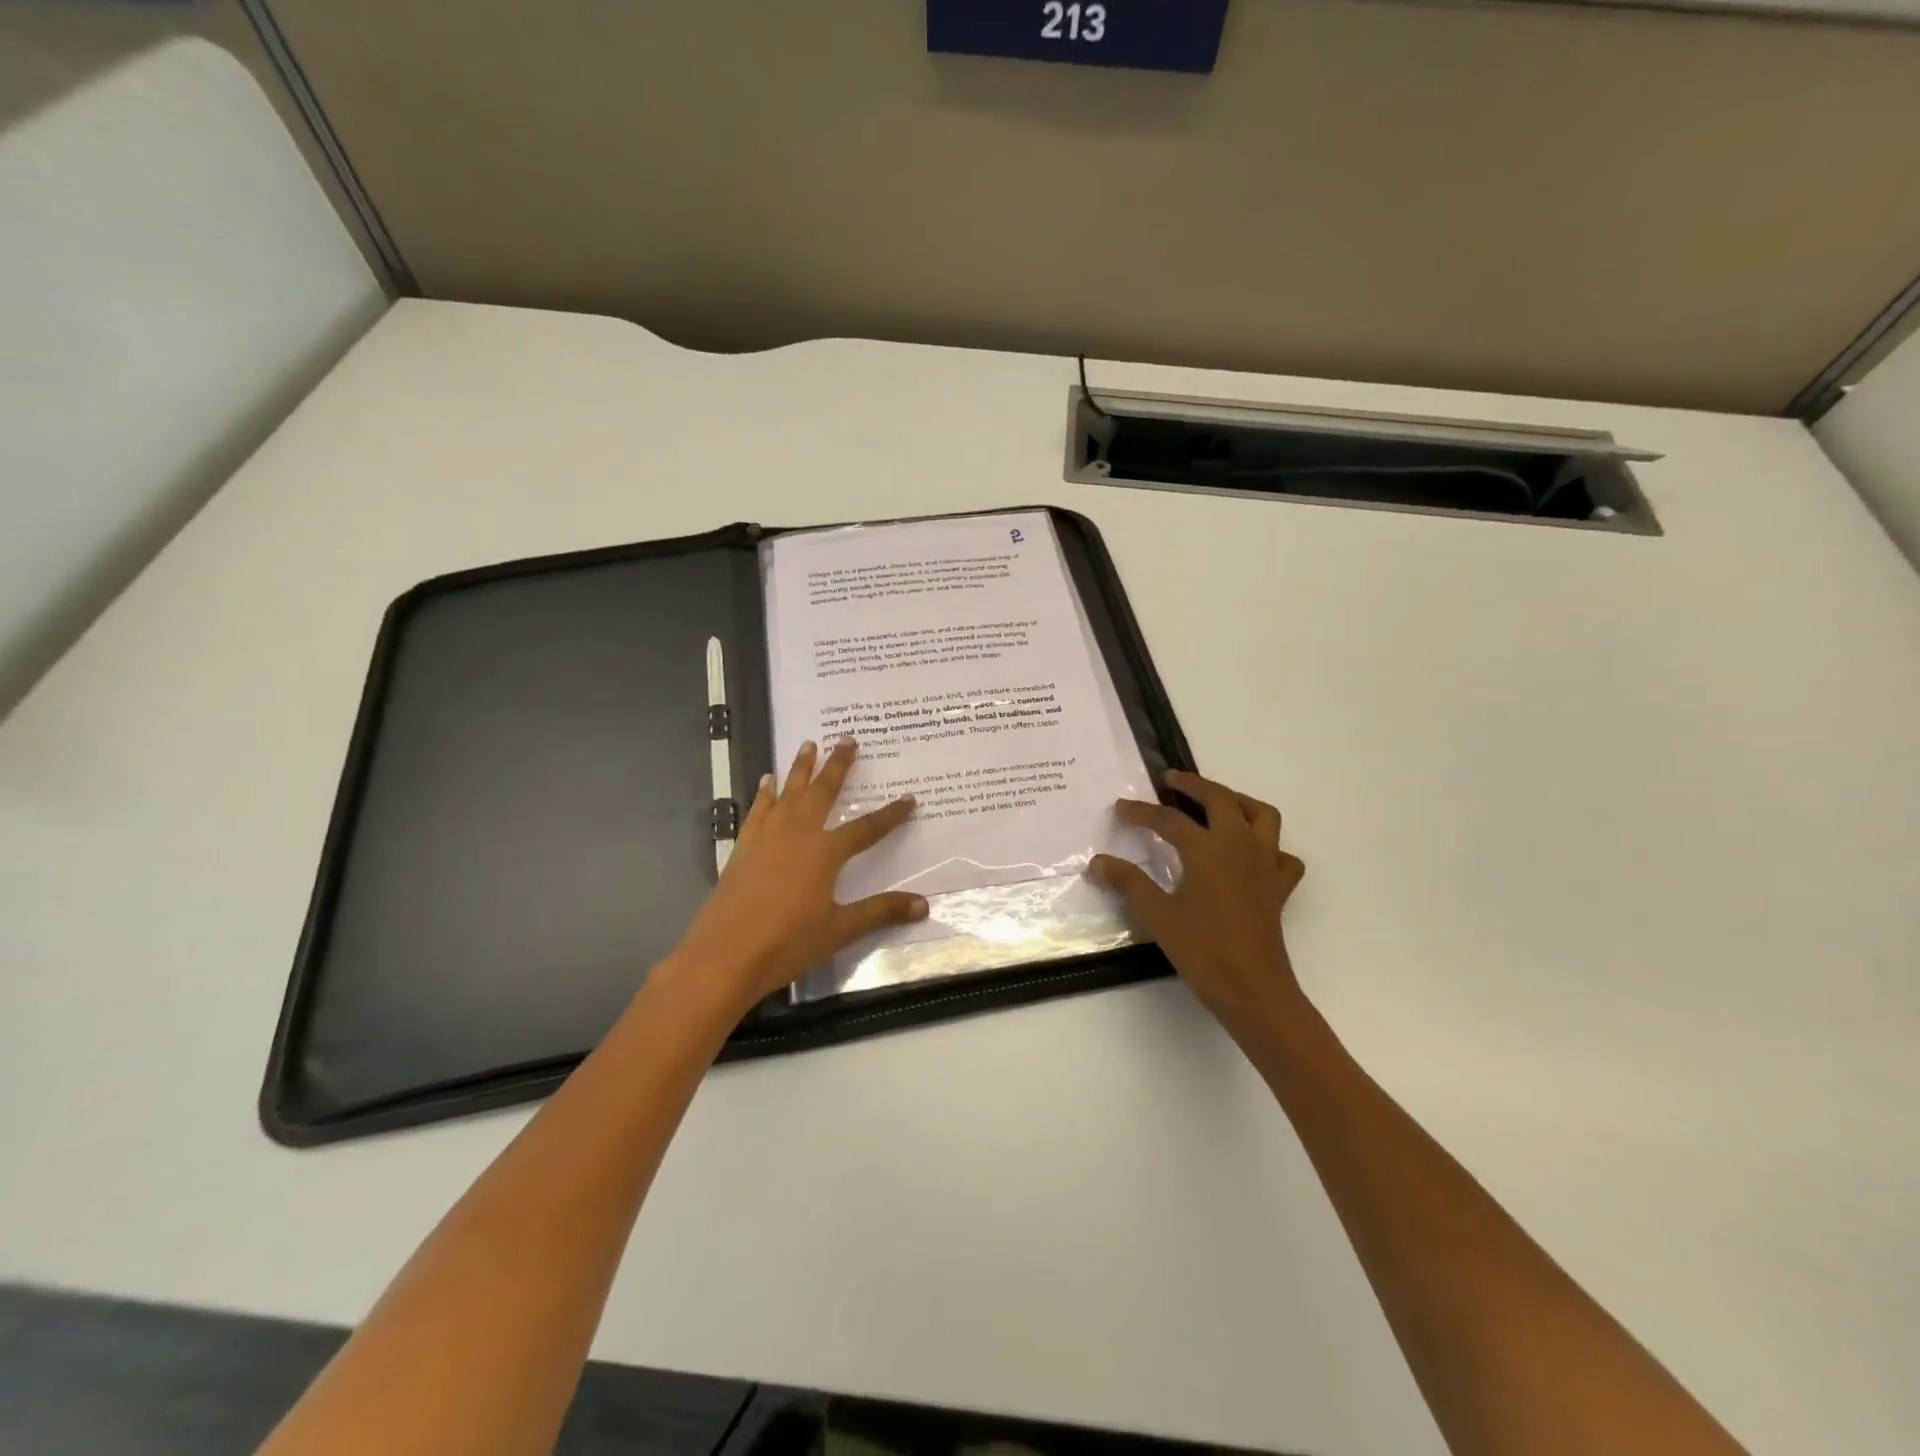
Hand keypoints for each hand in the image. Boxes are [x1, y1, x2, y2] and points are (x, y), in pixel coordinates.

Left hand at [665, 738, 926, 1014]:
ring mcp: (766, 837)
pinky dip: (765, 794)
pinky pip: (757, 810)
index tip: (909, 798)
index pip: (867, 828)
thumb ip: (880, 912)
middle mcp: (797, 834)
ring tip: (808, 744)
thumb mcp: (839, 930)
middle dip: (837, 765)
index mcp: (825, 852)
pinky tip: (767, 782)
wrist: (723, 956)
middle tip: (847, 739)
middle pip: (822, 792)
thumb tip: (924, 905)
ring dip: (800, 769)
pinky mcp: (743, 848)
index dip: (890, 814)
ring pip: (788, 793)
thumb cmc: (787, 942)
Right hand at [1089, 770, 1306, 1041]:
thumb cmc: (1203, 950)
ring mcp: (1265, 864)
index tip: (1121, 808)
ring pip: (1261, 815)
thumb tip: (1098, 862)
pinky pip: (1282, 854)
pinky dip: (1268, 846)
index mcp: (1208, 849)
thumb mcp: (1157, 915)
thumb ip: (1128, 883)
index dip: (1141, 811)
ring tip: (1215, 805)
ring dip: (1237, 802)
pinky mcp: (1279, 887)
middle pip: (1220, 799)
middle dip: (1194, 785)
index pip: (1169, 818)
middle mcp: (1239, 846)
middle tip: (1170, 781)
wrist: (1253, 989)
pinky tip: (1249, 855)